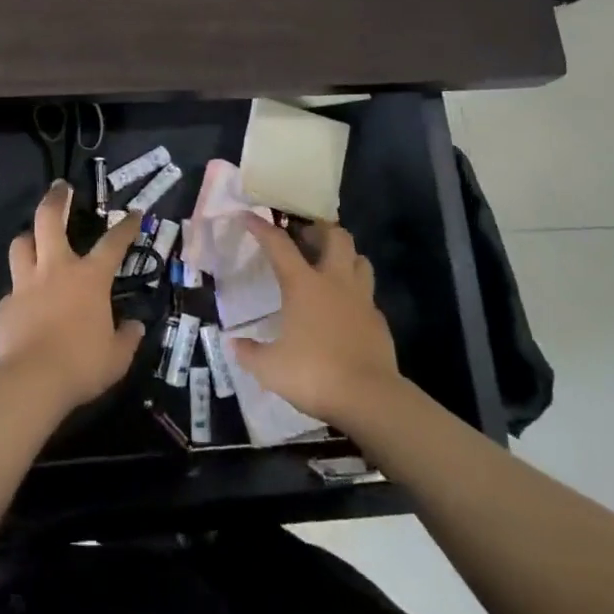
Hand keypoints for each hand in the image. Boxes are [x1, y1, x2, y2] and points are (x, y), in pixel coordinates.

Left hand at [0, 182, 145, 414]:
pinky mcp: (6, 304)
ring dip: (29, 237)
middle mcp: (56, 270)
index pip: (112, 243)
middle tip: (60, 187)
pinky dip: (20, 288)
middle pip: (49, 220)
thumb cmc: (82, 364)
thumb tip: (134, 327)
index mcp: (89, 278)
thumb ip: (127, 338)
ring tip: (34, 238)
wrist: (32, 381)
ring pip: (21, 244)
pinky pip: (13, 288)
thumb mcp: (117, 356)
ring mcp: (26, 284)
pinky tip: (25, 300)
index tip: (133, 213)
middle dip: (56, 199)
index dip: (125, 226)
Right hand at [229, 215, 399, 425]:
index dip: (262, 227)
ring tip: (329, 264)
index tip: (249, 215)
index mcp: (303, 285)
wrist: (370, 399)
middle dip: (319, 228)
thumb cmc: (314, 374)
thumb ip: (249, 353)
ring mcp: (361, 299)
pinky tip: (346, 308)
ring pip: (360, 259)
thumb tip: (233, 343)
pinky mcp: (379, 320)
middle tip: (304, 236)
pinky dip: (356, 292)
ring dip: (345, 255)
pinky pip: (368, 294)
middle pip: (335, 236)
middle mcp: (334, 282)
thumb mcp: (270, 368)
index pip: (279, 245)